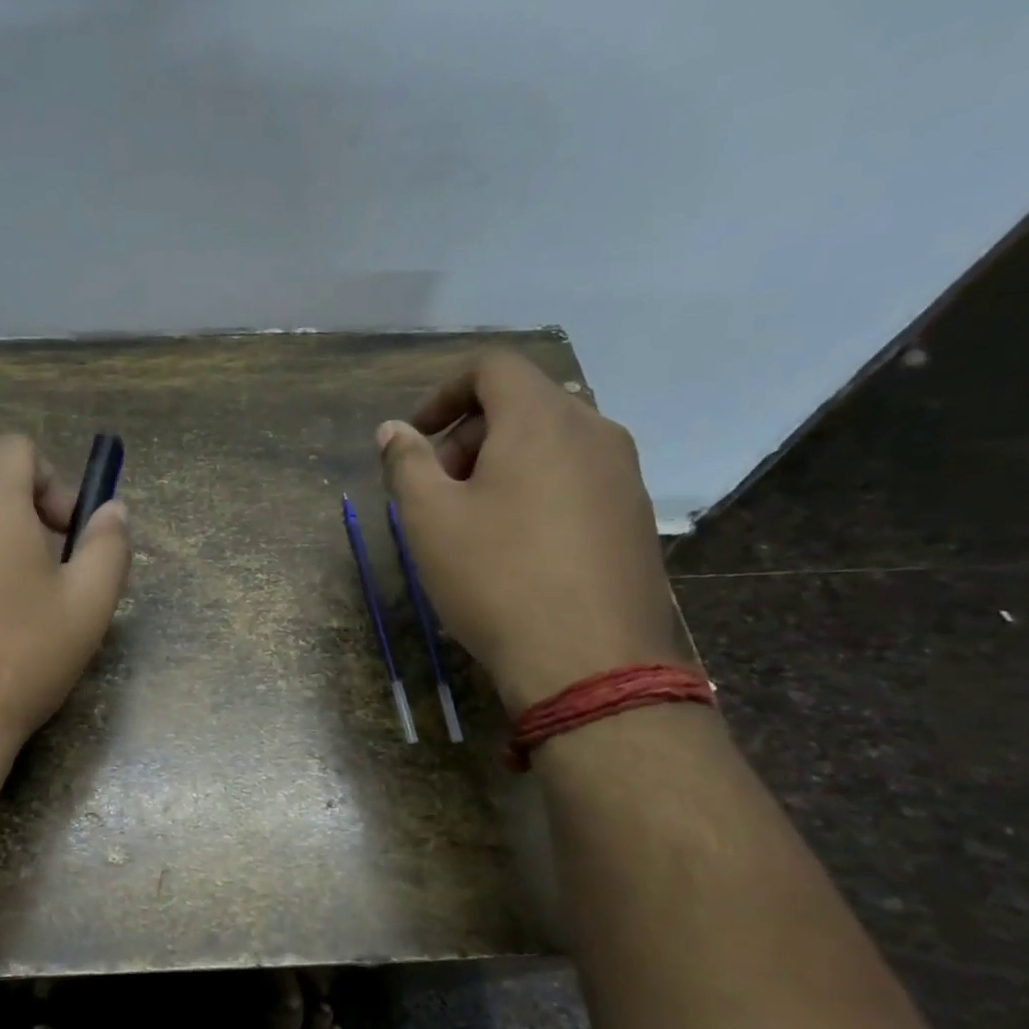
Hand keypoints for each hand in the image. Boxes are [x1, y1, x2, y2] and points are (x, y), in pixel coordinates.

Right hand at [378, 350, 678, 713]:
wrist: (589, 660)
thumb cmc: (495, 577)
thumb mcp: (429, 519)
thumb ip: (406, 463)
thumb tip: (393, 430)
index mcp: (542, 419)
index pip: (493, 368)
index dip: (444, 393)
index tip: (415, 439)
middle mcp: (595, 431)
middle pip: (523, 405)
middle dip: (468, 435)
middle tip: (437, 489)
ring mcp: (624, 474)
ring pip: (552, 443)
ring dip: (502, 464)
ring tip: (472, 521)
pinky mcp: (636, 516)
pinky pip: (576, 478)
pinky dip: (536, 489)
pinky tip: (516, 546)